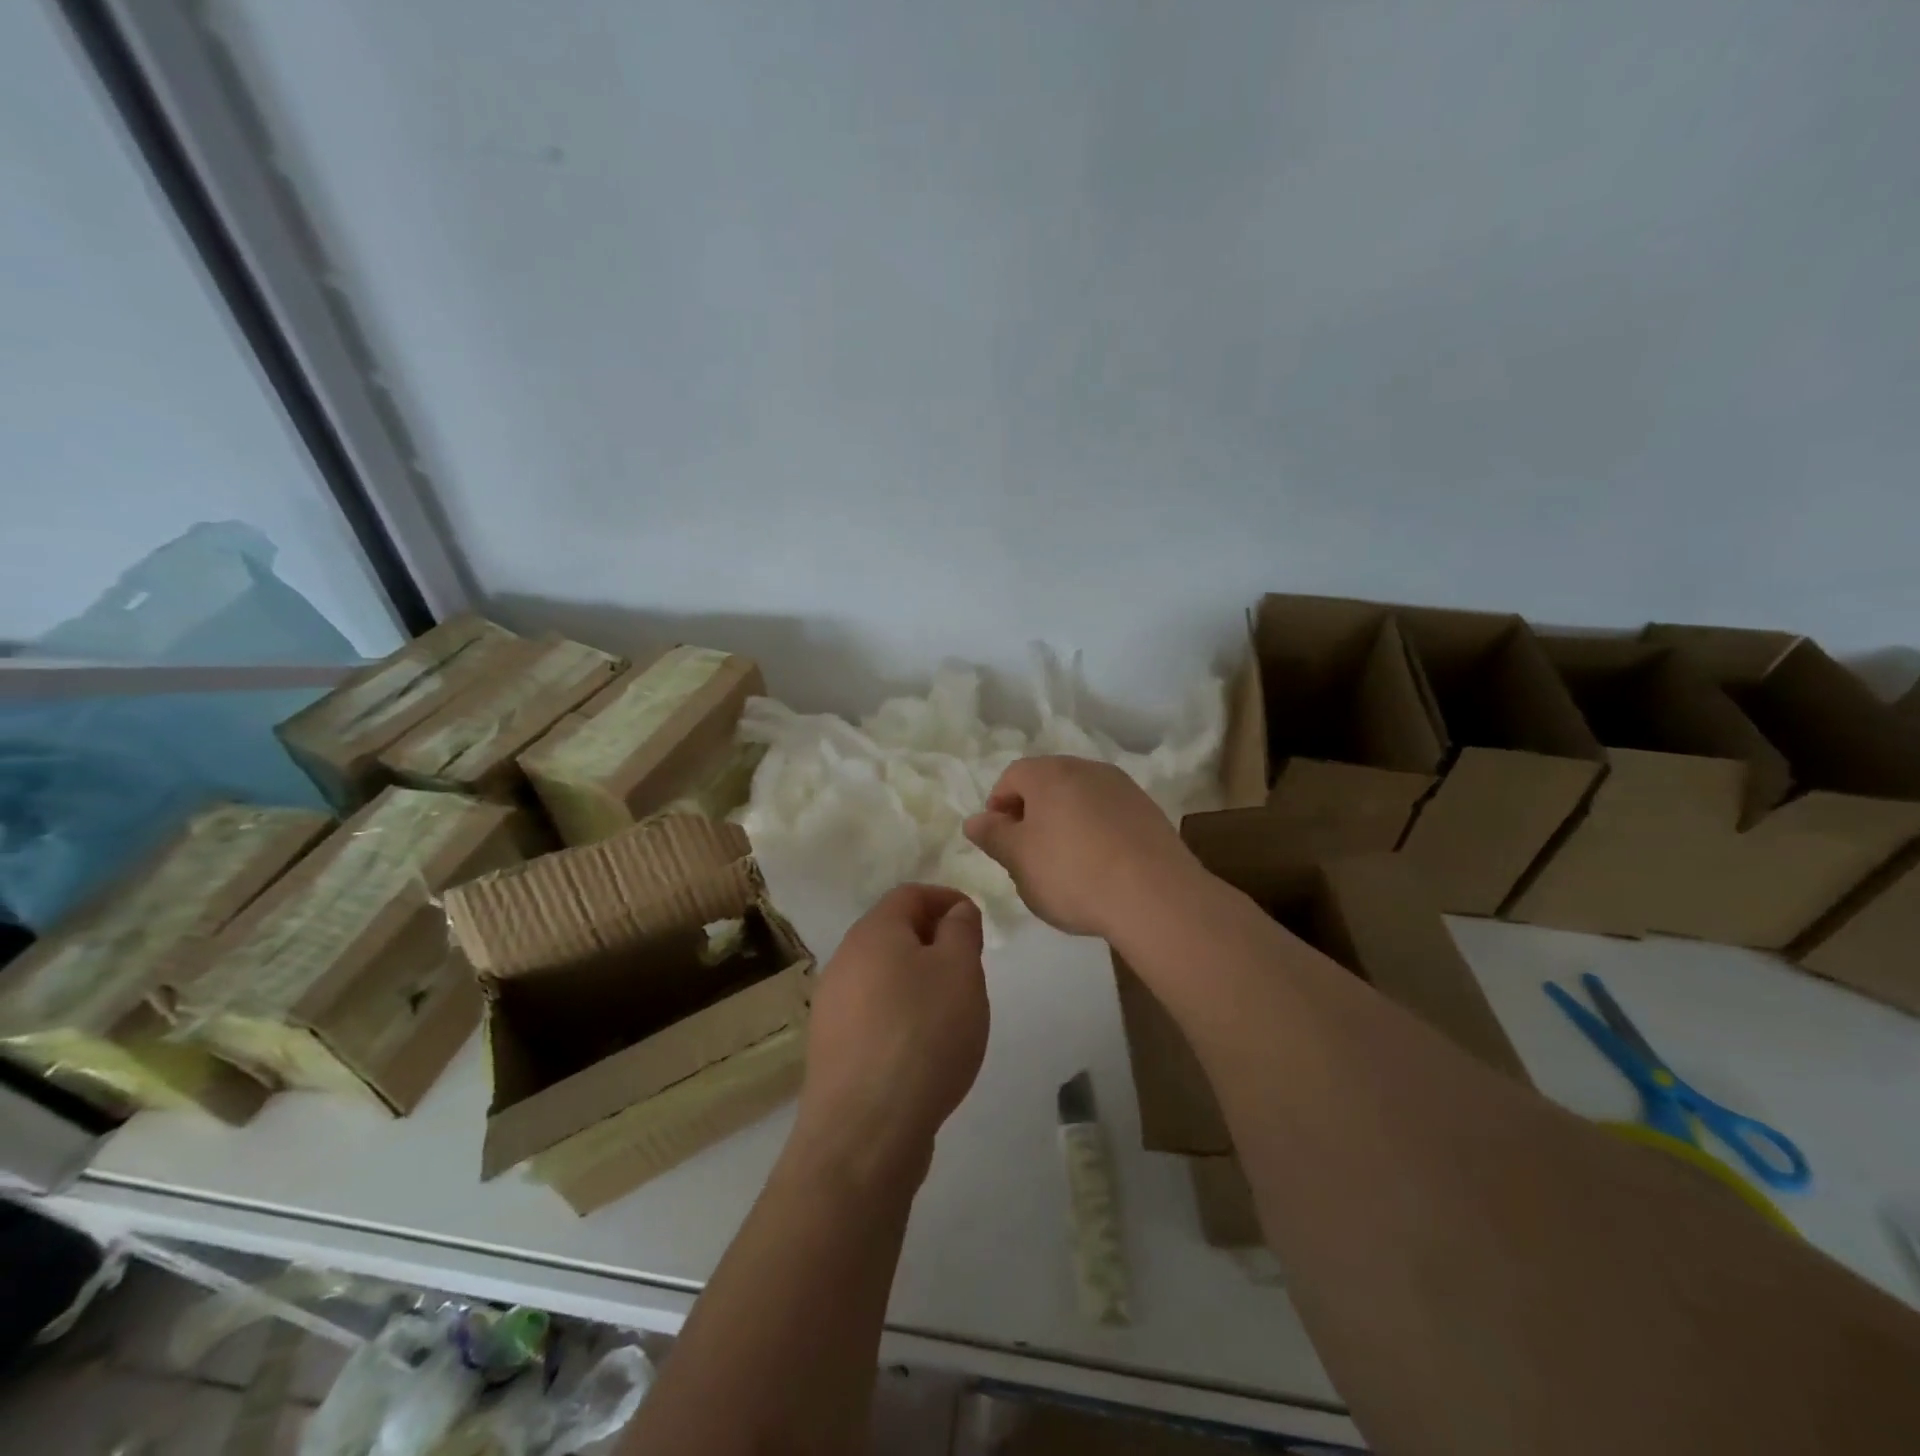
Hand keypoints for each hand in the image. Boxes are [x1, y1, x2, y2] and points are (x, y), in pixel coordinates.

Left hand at [792, 884, 988, 1185]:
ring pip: (883, 976)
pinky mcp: (833, 1048)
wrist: (866, 1129)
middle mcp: (844, 961)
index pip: (909, 894)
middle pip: (893, 933)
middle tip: (969, 966)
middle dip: (934, 941)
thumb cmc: (923, 1034)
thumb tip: (955, 912)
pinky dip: (902, 1015)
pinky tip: (924, 1048)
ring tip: (952, 1010)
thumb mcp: (960, 971)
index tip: (975, 922)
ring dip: (918, 980)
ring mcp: (832, 1007)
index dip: (946, 899)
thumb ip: (960, 931)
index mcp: (873, 933)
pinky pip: (874, 1014)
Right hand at [963, 756, 1199, 939]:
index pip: (1013, 776)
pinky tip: (1100, 867)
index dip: (999, 806)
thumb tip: (975, 820)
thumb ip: (993, 836)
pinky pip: (1109, 815)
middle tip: (1028, 854)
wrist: (1155, 895)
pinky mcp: (1149, 811)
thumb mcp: (1019, 860)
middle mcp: (1087, 769)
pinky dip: (1097, 832)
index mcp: (1050, 773)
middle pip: (1048, 783)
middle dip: (1033, 813)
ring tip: (1066, 864)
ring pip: (1081, 798)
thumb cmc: (1072, 873)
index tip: (1000, 841)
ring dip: (1066, 822)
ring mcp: (1123, 788)